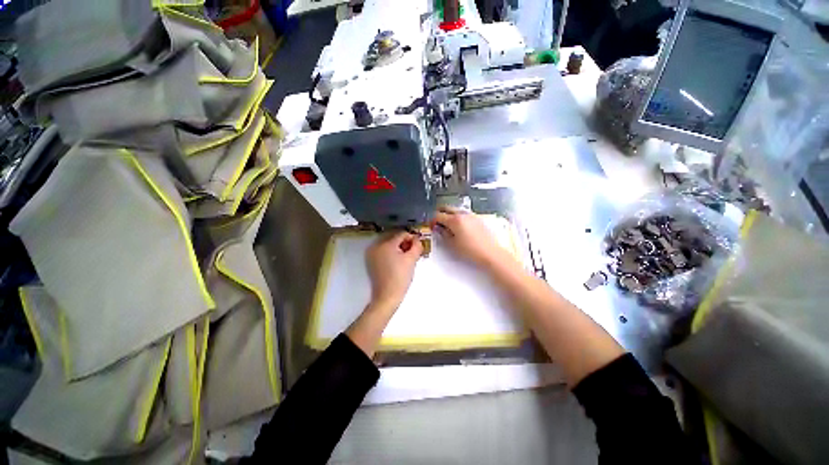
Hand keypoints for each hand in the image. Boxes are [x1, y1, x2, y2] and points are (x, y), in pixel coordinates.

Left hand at [366, 231, 422, 310]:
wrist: (387, 296)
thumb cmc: (400, 277)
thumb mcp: (412, 259)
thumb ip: (417, 245)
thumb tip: (417, 239)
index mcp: (385, 244)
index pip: (402, 234)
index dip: (412, 238)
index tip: (418, 246)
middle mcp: (376, 246)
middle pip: (394, 238)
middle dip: (405, 243)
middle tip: (413, 252)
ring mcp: (372, 253)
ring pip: (389, 244)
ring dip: (399, 248)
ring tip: (406, 258)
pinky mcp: (371, 261)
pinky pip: (383, 251)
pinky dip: (391, 253)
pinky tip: (398, 262)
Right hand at [434, 207, 510, 267]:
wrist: (491, 253)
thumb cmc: (470, 250)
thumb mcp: (452, 244)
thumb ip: (443, 234)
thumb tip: (438, 228)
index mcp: (454, 220)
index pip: (438, 215)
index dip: (432, 220)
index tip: (431, 226)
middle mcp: (463, 214)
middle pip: (446, 208)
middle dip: (439, 213)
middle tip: (437, 223)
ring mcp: (471, 215)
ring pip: (456, 210)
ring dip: (449, 215)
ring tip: (448, 226)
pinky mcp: (478, 219)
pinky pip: (464, 214)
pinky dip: (458, 217)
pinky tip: (459, 228)